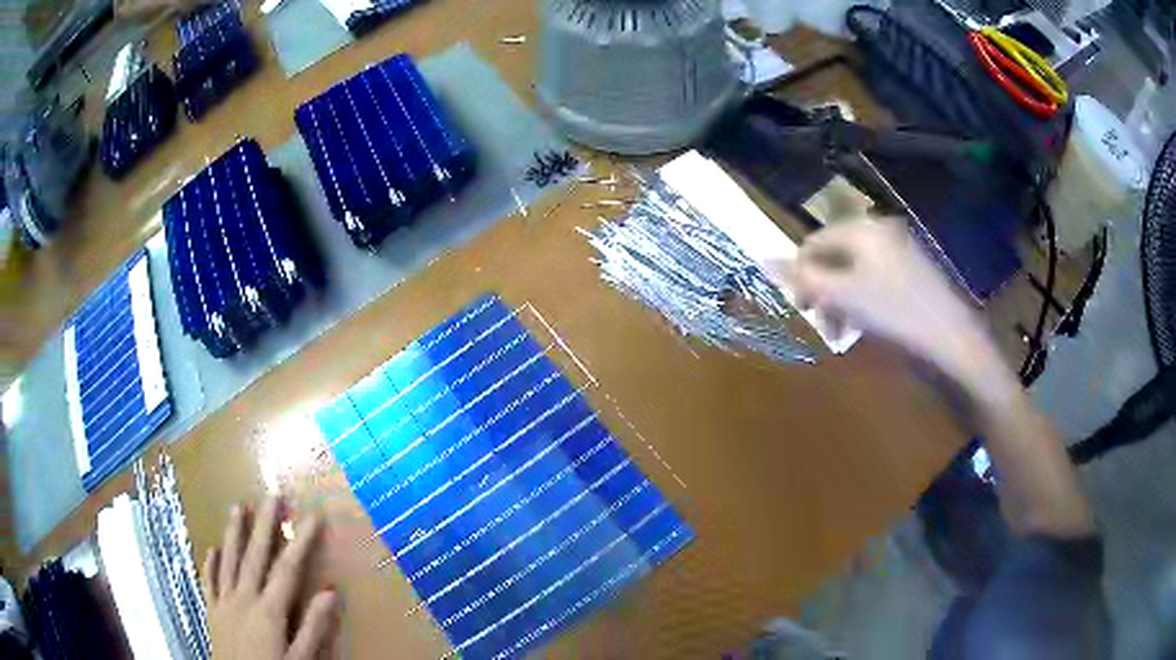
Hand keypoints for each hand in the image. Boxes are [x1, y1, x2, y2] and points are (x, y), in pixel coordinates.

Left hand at [203, 497, 337, 659]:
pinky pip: (209, 582)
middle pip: (255, 556)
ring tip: (238, 507)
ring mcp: (224, 603)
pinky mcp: (211, 612)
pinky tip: (212, 549)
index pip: (287, 568)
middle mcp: (243, 598)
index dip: (301, 541)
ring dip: (234, 533)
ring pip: (228, 561)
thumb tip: (330, 591)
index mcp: (269, 610)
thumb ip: (314, 627)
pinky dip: (211, 564)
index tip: (312, 516)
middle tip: (272, 496)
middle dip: (264, 525)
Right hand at [770, 217, 999, 387]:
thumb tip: (762, 258)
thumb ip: (803, 278)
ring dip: (842, 299)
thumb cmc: (895, 314)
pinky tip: (867, 324)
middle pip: (836, 255)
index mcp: (863, 228)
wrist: (953, 339)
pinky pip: (876, 278)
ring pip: (856, 270)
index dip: (800, 274)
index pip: (815, 242)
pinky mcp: (915, 270)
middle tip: (822, 323)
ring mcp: (901, 249)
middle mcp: (881, 230)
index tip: (799, 308)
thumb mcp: (843, 296)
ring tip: (843, 331)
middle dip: (823, 290)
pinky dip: (864, 299)